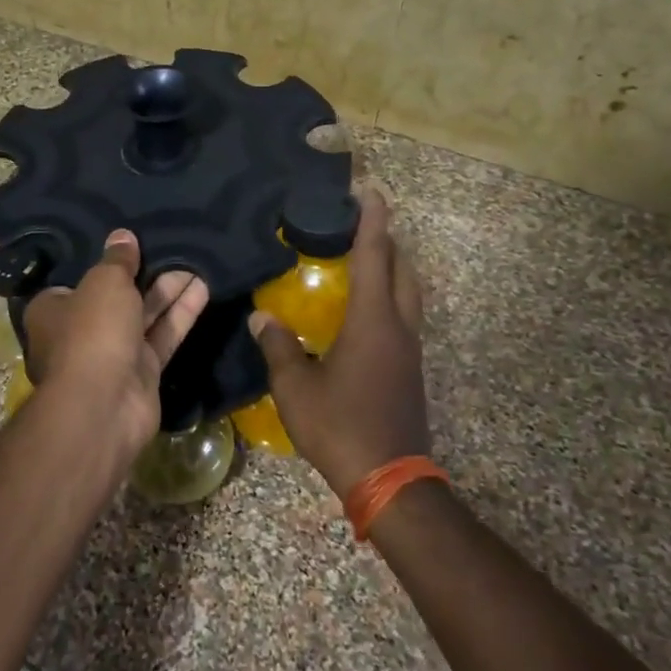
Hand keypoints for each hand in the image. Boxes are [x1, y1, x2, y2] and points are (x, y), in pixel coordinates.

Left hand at [22, 230, 208, 453]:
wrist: (104, 404)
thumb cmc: (92, 332)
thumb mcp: (104, 282)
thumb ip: (117, 260)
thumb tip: (122, 236)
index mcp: (53, 309)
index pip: (78, 280)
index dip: (104, 264)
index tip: (129, 244)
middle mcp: (80, 332)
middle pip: (116, 297)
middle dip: (144, 275)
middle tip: (172, 247)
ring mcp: (112, 354)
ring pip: (144, 316)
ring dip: (168, 291)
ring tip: (196, 262)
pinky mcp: (142, 373)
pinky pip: (162, 337)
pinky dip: (180, 315)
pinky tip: (203, 289)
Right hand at [250, 186, 430, 498]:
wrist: (389, 479)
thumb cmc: (340, 426)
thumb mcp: (296, 387)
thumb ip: (278, 346)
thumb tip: (261, 316)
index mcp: (373, 322)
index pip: (374, 258)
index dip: (371, 222)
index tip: (370, 191)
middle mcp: (398, 328)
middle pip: (403, 271)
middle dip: (388, 242)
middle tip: (363, 224)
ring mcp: (409, 351)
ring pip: (409, 296)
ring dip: (393, 270)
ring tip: (365, 259)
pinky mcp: (409, 371)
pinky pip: (403, 318)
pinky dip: (390, 299)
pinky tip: (365, 311)